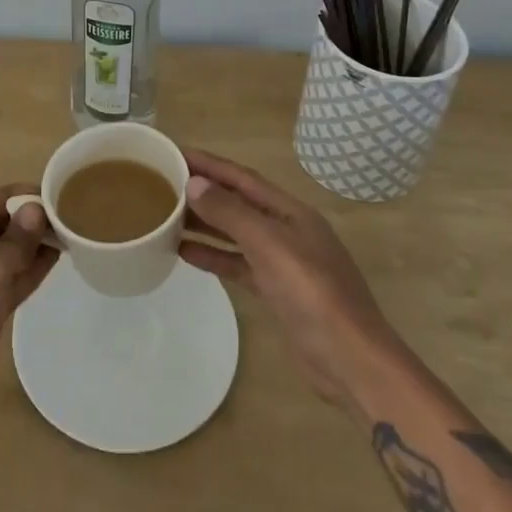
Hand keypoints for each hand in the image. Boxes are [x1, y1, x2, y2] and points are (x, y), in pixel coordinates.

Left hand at [0, 185, 58, 450]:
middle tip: (60, 211)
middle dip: (22, 220)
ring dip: (27, 245)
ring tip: (64, 231)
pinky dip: (25, 271)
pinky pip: (3, 282)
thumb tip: (35, 209)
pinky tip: (54, 259)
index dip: (12, 197)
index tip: (46, 190)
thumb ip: (12, 244)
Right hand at [178, 149, 400, 411]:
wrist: (349, 359)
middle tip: (162, 183)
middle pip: (238, 202)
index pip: (242, 177)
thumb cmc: (312, 293)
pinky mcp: (275, 291)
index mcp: (290, 211)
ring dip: (204, 222)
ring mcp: (282, 261)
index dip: (209, 163)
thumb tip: (194, 183)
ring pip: (235, 233)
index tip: (174, 152)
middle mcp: (286, 229)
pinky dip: (214, 256)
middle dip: (203, 190)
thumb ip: (231, 214)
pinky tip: (185, 253)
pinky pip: (238, 263)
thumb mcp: (270, 246)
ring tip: (166, 214)